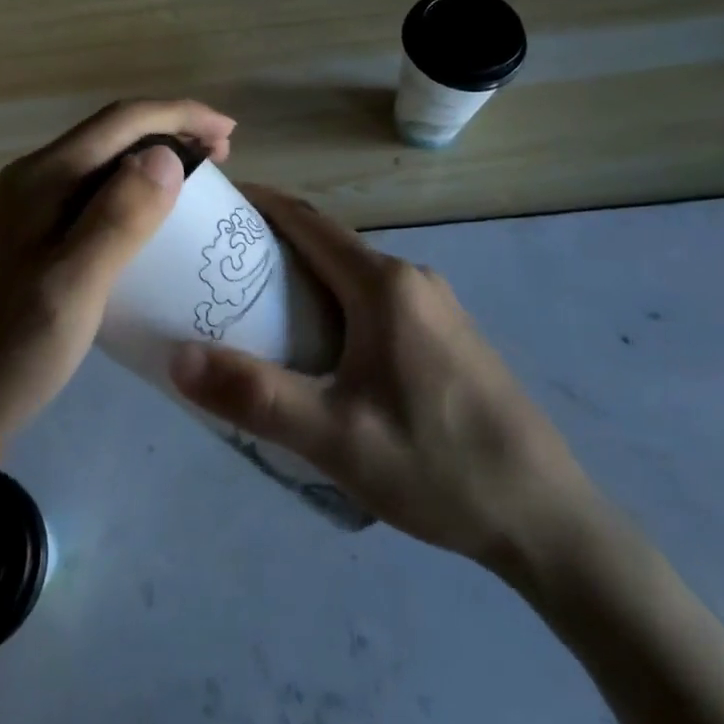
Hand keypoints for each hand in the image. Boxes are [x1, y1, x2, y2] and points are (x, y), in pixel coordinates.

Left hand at [0, 100, 234, 444]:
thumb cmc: (18, 347)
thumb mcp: (74, 284)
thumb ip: (118, 217)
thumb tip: (166, 155)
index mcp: (44, 177)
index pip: (121, 121)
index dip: (179, 115)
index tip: (229, 132)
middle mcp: (36, 178)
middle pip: (113, 133)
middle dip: (171, 132)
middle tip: (223, 157)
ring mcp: (34, 207)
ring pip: (106, 162)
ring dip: (156, 160)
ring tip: (200, 182)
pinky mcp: (39, 235)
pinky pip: (98, 193)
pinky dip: (137, 191)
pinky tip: (156, 219)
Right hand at [169, 187, 591, 586]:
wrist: (547, 519)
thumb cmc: (438, 467)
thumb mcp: (336, 439)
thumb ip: (255, 395)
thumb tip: (176, 357)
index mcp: (384, 285)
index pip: (307, 221)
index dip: (259, 204)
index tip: (213, 204)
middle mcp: (411, 279)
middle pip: (327, 244)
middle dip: (270, 245)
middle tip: (214, 269)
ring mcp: (435, 307)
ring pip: (352, 275)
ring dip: (302, 278)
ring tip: (251, 310)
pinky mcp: (447, 336)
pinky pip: (375, 300)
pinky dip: (333, 303)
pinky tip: (315, 350)